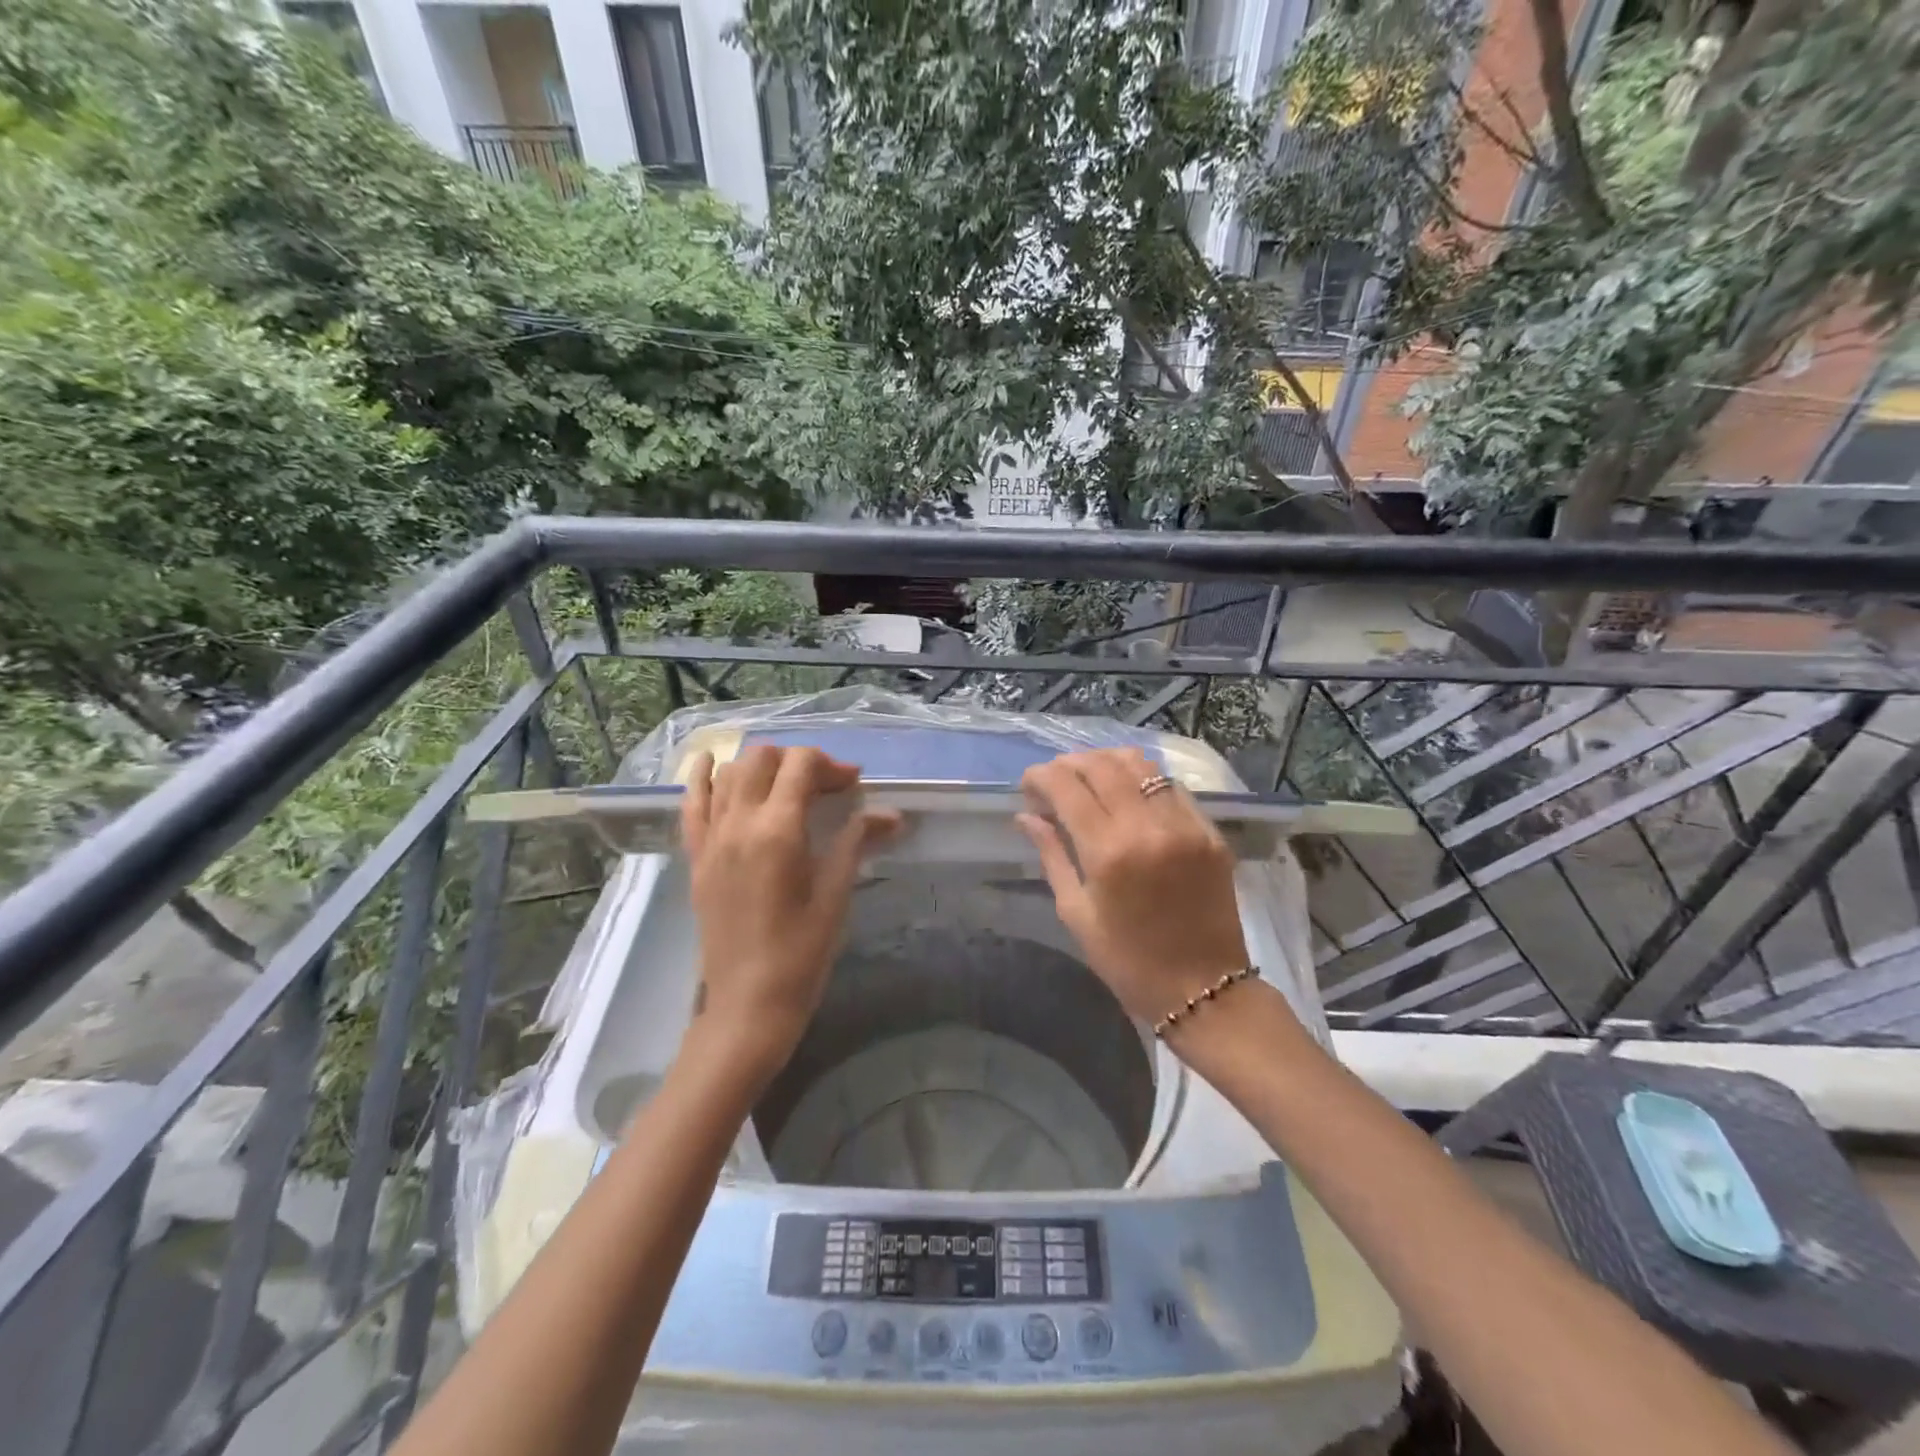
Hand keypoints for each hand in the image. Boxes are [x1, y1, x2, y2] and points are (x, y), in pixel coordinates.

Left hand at [681, 745, 900, 1075]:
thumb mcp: (836, 896)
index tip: (854, 786)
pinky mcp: (697, 858)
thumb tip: (891, 814)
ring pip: (730, 773)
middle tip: (826, 788)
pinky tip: (713, 762)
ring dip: (762, 766)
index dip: (831, 765)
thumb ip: (856, 843)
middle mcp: (738, 824)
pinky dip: (704, 777)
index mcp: (777, 831)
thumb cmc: (801, 955)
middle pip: (762, 758)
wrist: (747, 1005)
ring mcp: (711, 840)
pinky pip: (692, 804)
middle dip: (798, 761)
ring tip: (787, 786)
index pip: (800, 765)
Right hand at [1017, 747, 1249, 1024]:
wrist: (1205, 990)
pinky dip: (1141, 780)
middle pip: (1102, 766)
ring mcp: (1185, 824)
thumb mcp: (1076, 913)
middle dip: (1070, 764)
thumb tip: (1026, 817)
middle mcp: (1149, 826)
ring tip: (1089, 780)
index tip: (1028, 786)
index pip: (1067, 787)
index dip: (1041, 777)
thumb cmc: (1128, 962)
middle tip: (1054, 781)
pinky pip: (1170, 786)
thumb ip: (1052, 855)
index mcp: (1109, 852)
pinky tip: (1128, 795)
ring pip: (1140, 765)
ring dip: (1106, 763)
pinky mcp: (1209, 831)